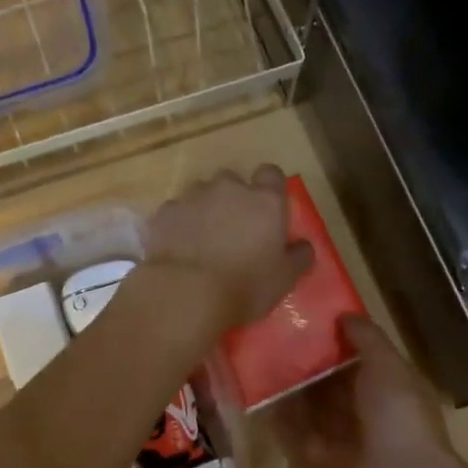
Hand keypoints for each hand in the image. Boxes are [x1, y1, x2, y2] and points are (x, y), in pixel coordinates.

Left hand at [143, 166, 313, 339]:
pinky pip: (176, 211)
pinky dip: (180, 224)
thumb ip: (299, 256)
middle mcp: (229, 188)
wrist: (185, 293)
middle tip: (234, 230)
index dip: (269, 188)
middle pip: (233, 181)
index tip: (267, 210)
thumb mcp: (285, 279)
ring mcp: (193, 197)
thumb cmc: (245, 286)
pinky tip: (180, 248)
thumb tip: (303, 245)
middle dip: (234, 199)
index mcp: (265, 200)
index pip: (271, 174)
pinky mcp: (165, 212)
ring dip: (205, 209)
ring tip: (203, 241)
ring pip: (202, 193)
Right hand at [275, 316, 459, 467]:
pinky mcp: (324, 460)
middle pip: (333, 383)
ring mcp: (346, 437)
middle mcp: (368, 410)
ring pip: (314, 408)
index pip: (360, 358)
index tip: (308, 321)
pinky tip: (260, 400)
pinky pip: (299, 436)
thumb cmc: (398, 413)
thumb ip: (366, 338)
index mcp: (390, 386)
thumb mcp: (388, 365)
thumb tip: (344, 315)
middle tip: (275, 340)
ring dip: (293, 391)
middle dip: (310, 365)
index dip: (337, 340)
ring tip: (261, 364)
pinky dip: (283, 421)